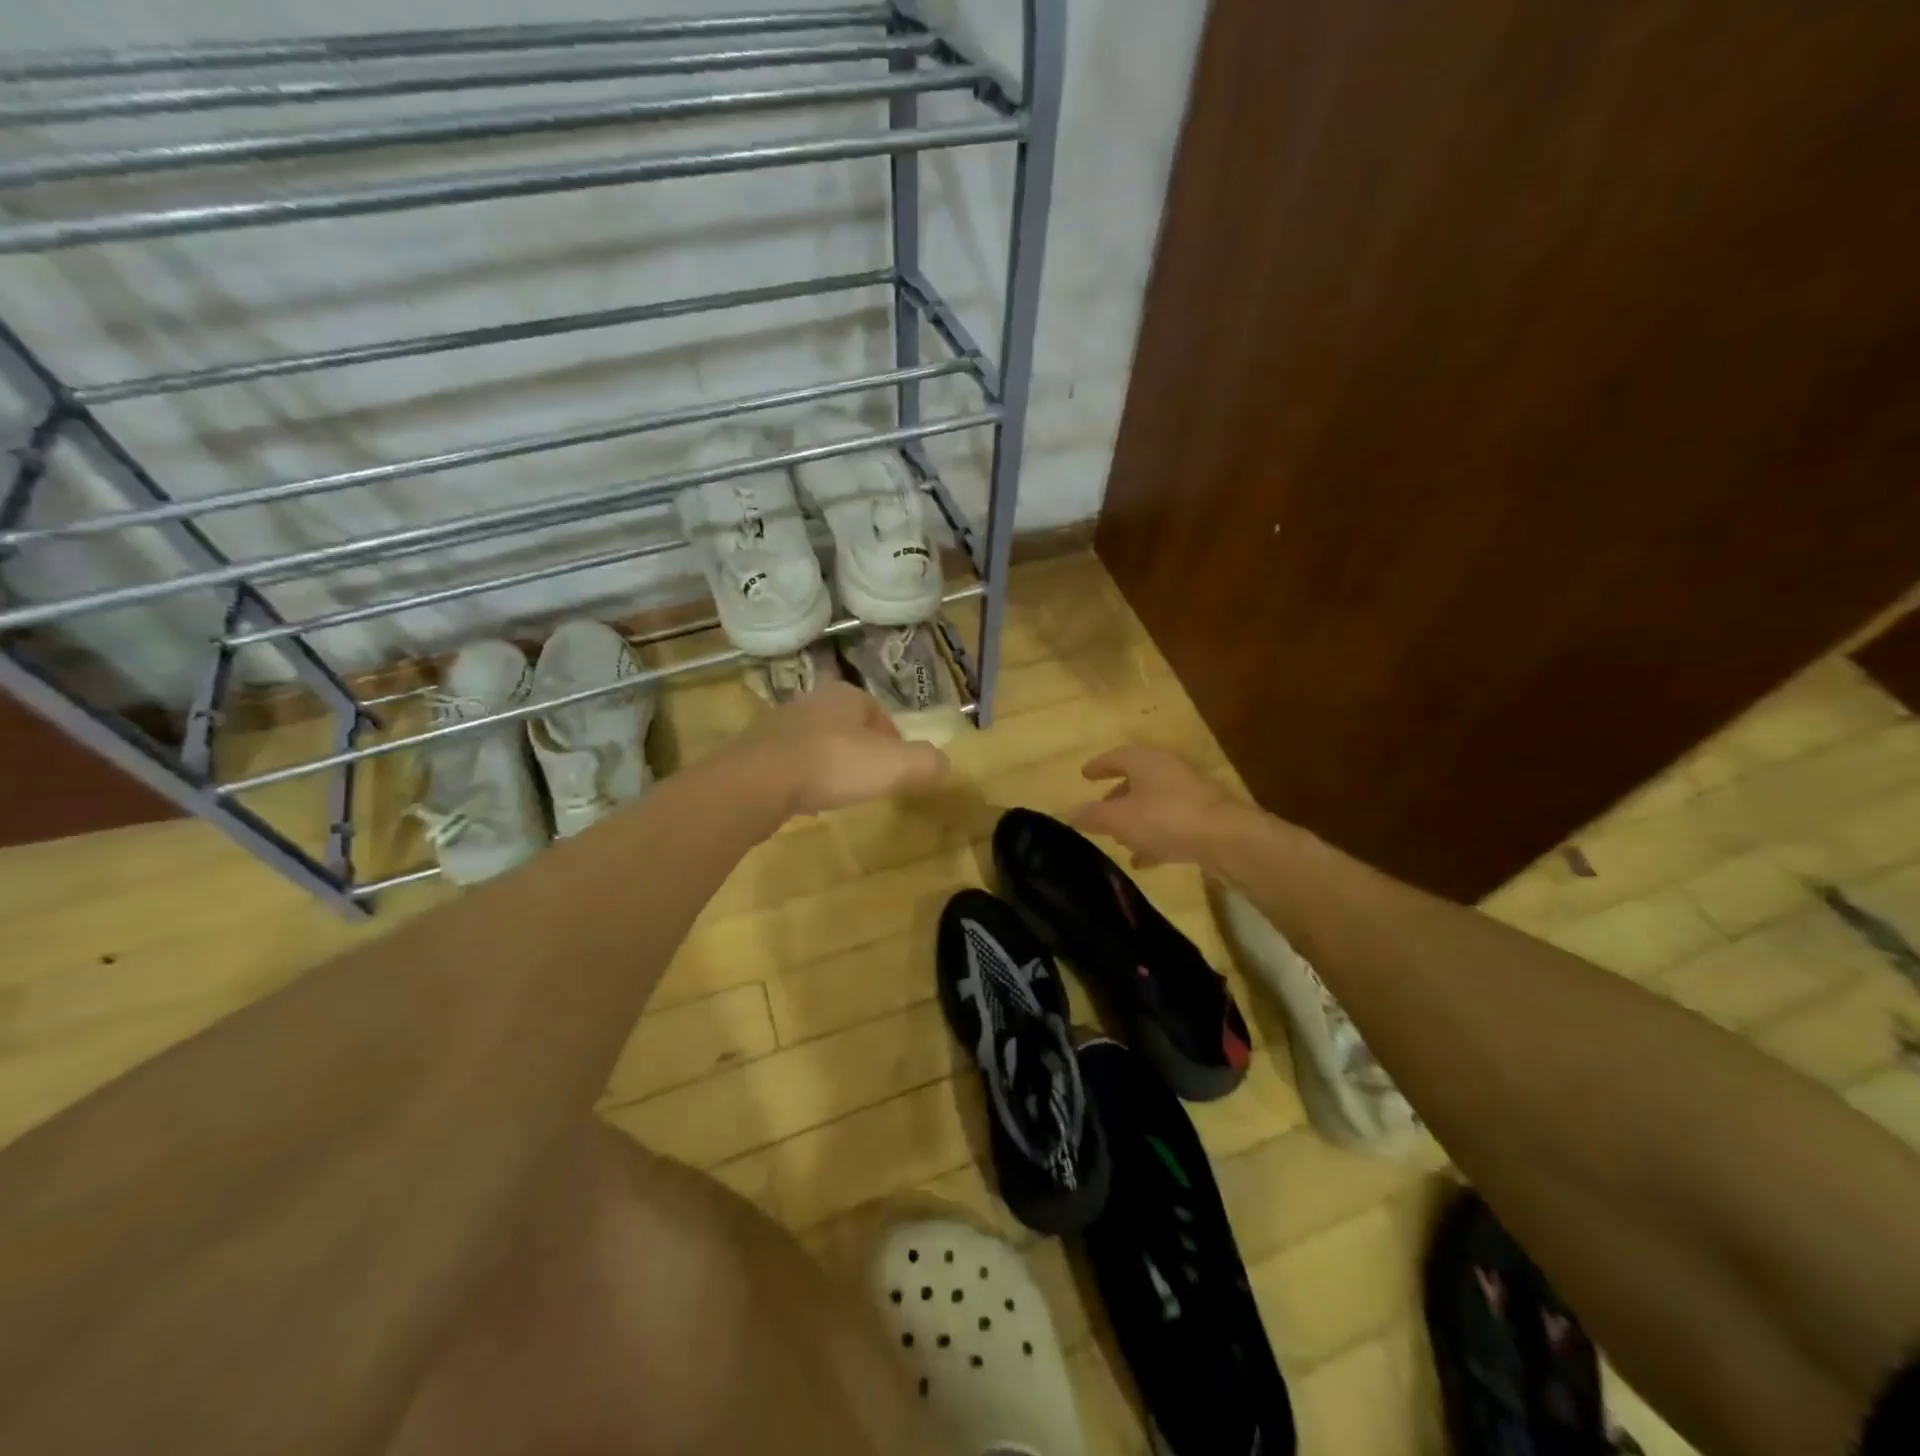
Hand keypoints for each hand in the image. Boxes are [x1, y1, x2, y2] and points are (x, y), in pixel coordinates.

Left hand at [749, 681, 948, 814]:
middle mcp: (813, 701)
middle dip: (862, 751)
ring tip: (840, 793)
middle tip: (872, 781)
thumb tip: (944, 763)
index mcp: (847, 695)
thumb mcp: (895, 765)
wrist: (760, 781)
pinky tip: (807, 800)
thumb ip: (926, 762)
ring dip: (832, 764)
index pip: (879, 713)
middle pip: (848, 726)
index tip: (898, 769)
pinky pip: (792, 763)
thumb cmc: (835, 764)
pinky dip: (804, 778)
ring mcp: (781, 725)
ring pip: (819, 743)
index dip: (894, 741)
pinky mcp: (758, 750)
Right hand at [1071, 745, 1246, 867]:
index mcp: (1146, 761)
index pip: (1116, 756)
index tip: (1085, 774)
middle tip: (1101, 809)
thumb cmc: (1166, 819)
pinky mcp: (1206, 816)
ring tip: (1120, 839)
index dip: (1099, 766)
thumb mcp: (1119, 820)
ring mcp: (1191, 792)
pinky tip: (1146, 859)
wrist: (1227, 839)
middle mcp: (1169, 769)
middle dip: (1117, 795)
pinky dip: (1156, 835)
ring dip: (1136, 818)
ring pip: (1155, 801)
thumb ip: (1093, 816)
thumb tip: (1070, 813)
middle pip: (1138, 778)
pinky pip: (1173, 822)